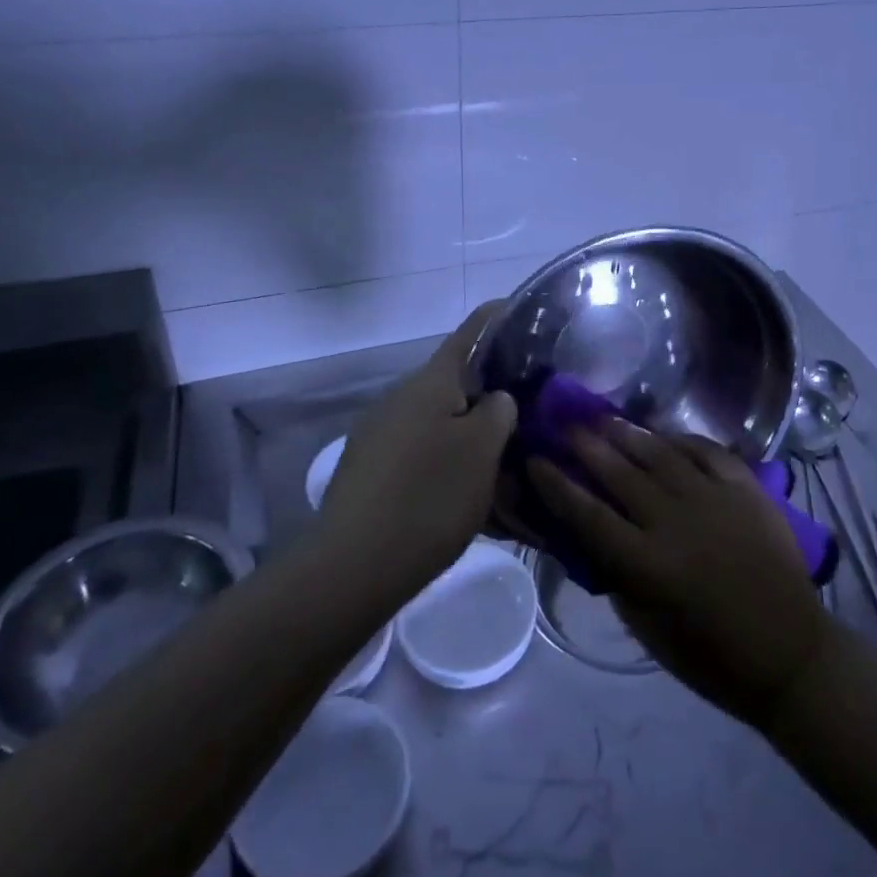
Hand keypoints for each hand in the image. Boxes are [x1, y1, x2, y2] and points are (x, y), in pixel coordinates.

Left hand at [319, 304, 516, 595]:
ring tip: (498, 460)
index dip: (495, 318)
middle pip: (453, 381)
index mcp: (429, 383)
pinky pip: (416, 451)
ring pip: (435, 420)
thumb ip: (498, 412)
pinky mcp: (367, 469)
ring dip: (466, 431)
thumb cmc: (430, 497)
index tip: (519, 309)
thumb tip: (495, 399)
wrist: (353, 567)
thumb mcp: (483, 451)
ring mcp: (377, 434)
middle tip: (523, 411)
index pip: (469, 333)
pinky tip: (460, 492)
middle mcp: (399, 398)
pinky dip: (442, 459)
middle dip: (487, 390)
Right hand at [530, 424, 830, 730]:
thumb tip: (595, 541)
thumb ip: (619, 579)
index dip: (556, 485)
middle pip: (619, 473)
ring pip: (660, 454)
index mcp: (646, 563)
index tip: (535, 460)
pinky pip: (708, 451)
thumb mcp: (649, 630)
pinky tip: (666, 433)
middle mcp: (674, 520)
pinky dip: (683, 439)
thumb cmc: (713, 656)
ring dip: (628, 433)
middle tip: (566, 425)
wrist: (790, 653)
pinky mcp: (745, 489)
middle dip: (587, 445)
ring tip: (605, 418)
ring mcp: (713, 499)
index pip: (587, 514)